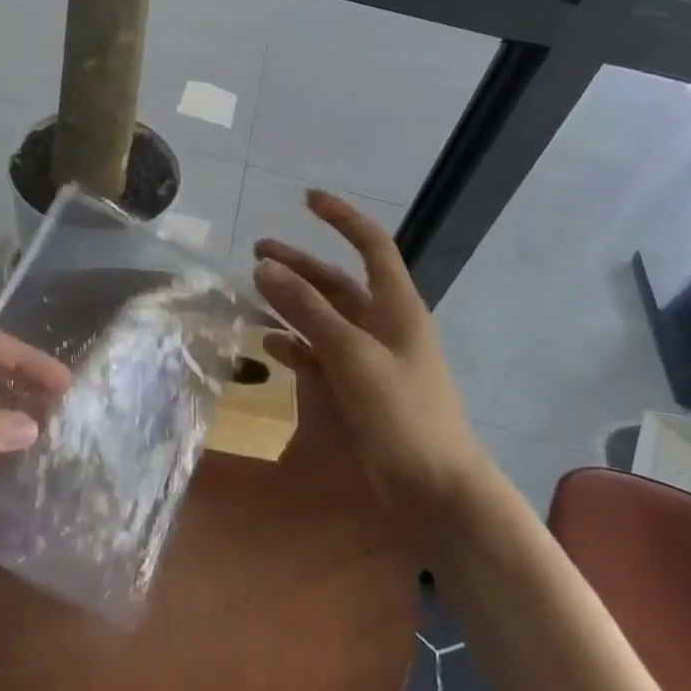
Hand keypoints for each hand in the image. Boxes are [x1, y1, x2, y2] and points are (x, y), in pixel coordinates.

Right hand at [253, 190, 492, 507]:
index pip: (371, 245)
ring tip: (253, 293)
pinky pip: (320, 355)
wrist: (436, 491)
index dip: (342, 218)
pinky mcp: (357, 389)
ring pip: (324, 318)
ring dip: (291, 304)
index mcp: (396, 306)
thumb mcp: (351, 355)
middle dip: (299, 264)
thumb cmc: (402, 414)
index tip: (307, 199)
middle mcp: (383, 325)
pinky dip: (295, 345)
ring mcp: (369, 359)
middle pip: (337, 282)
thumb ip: (307, 309)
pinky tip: (269, 345)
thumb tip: (264, 266)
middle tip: (257, 252)